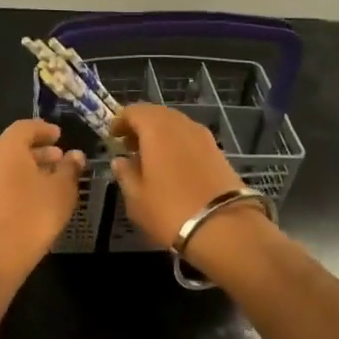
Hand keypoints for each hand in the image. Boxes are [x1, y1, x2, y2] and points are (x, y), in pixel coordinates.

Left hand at [0, 120, 86, 286]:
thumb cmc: (31, 217)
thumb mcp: (61, 192)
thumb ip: (69, 170)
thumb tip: (75, 155)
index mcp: (7, 149)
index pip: (24, 127)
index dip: (43, 129)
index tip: (60, 136)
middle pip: (13, 146)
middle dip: (38, 150)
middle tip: (60, 158)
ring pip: (6, 167)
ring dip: (29, 168)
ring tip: (52, 180)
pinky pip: (0, 184)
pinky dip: (18, 184)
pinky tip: (36, 200)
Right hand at [109, 103, 248, 247]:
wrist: (225, 228)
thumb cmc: (170, 210)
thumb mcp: (136, 198)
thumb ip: (125, 174)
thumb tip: (120, 161)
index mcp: (157, 129)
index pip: (134, 110)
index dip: (120, 121)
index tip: (112, 137)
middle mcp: (181, 125)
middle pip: (157, 114)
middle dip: (141, 127)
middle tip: (129, 147)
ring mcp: (204, 137)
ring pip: (176, 126)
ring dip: (160, 136)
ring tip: (150, 159)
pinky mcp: (219, 152)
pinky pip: (190, 139)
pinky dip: (177, 145)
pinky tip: (172, 168)